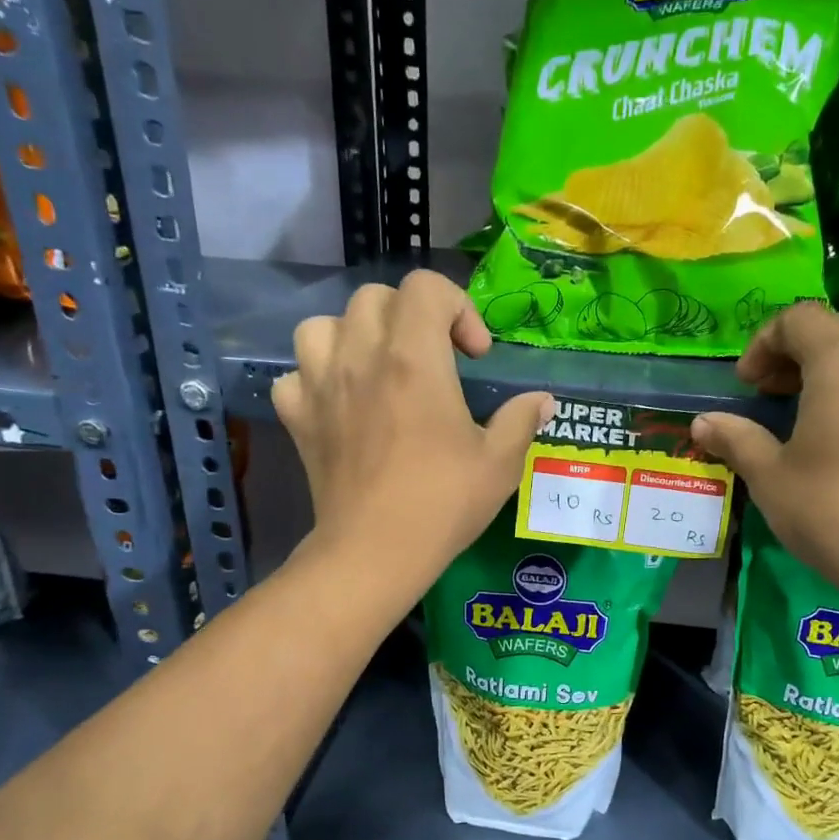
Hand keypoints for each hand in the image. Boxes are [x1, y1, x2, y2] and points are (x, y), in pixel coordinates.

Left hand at [272, 270, 553, 597]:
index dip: (458, 308)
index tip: (474, 355)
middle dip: (411, 317)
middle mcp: (361, 357)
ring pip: (323, 325)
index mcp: (414, 359)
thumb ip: (521, 420)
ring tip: (378, 368)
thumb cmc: (443, 504)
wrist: (374, 552)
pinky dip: (316, 379)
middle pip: (376, 298)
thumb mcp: (499, 464)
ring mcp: (321, 385)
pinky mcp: (298, 417)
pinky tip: (340, 403)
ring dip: (354, 336)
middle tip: (434, 360)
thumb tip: (542, 401)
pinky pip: (296, 375)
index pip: (426, 287)